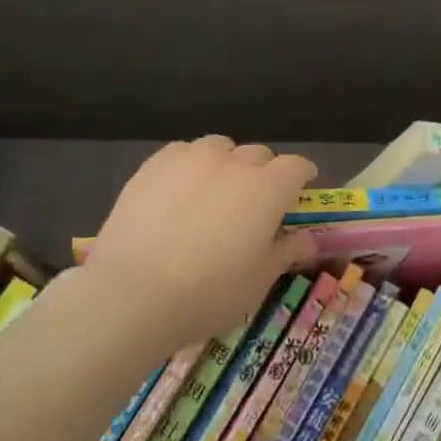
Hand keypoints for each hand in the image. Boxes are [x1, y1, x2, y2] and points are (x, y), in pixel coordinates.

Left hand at [81, 137, 317, 356]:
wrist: (134, 292)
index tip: (301, 188)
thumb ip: (285, 252)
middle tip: (255, 201)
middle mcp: (234, 163)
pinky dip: (190, 165)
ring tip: (215, 191)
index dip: (302, 174)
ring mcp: (191, 159)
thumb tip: (306, 240)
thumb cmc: (210, 292)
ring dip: (226, 163)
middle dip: (264, 172)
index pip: (296, 166)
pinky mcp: (154, 165)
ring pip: (219, 148)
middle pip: (259, 154)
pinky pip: (182, 153)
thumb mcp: (258, 280)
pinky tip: (180, 191)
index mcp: (268, 189)